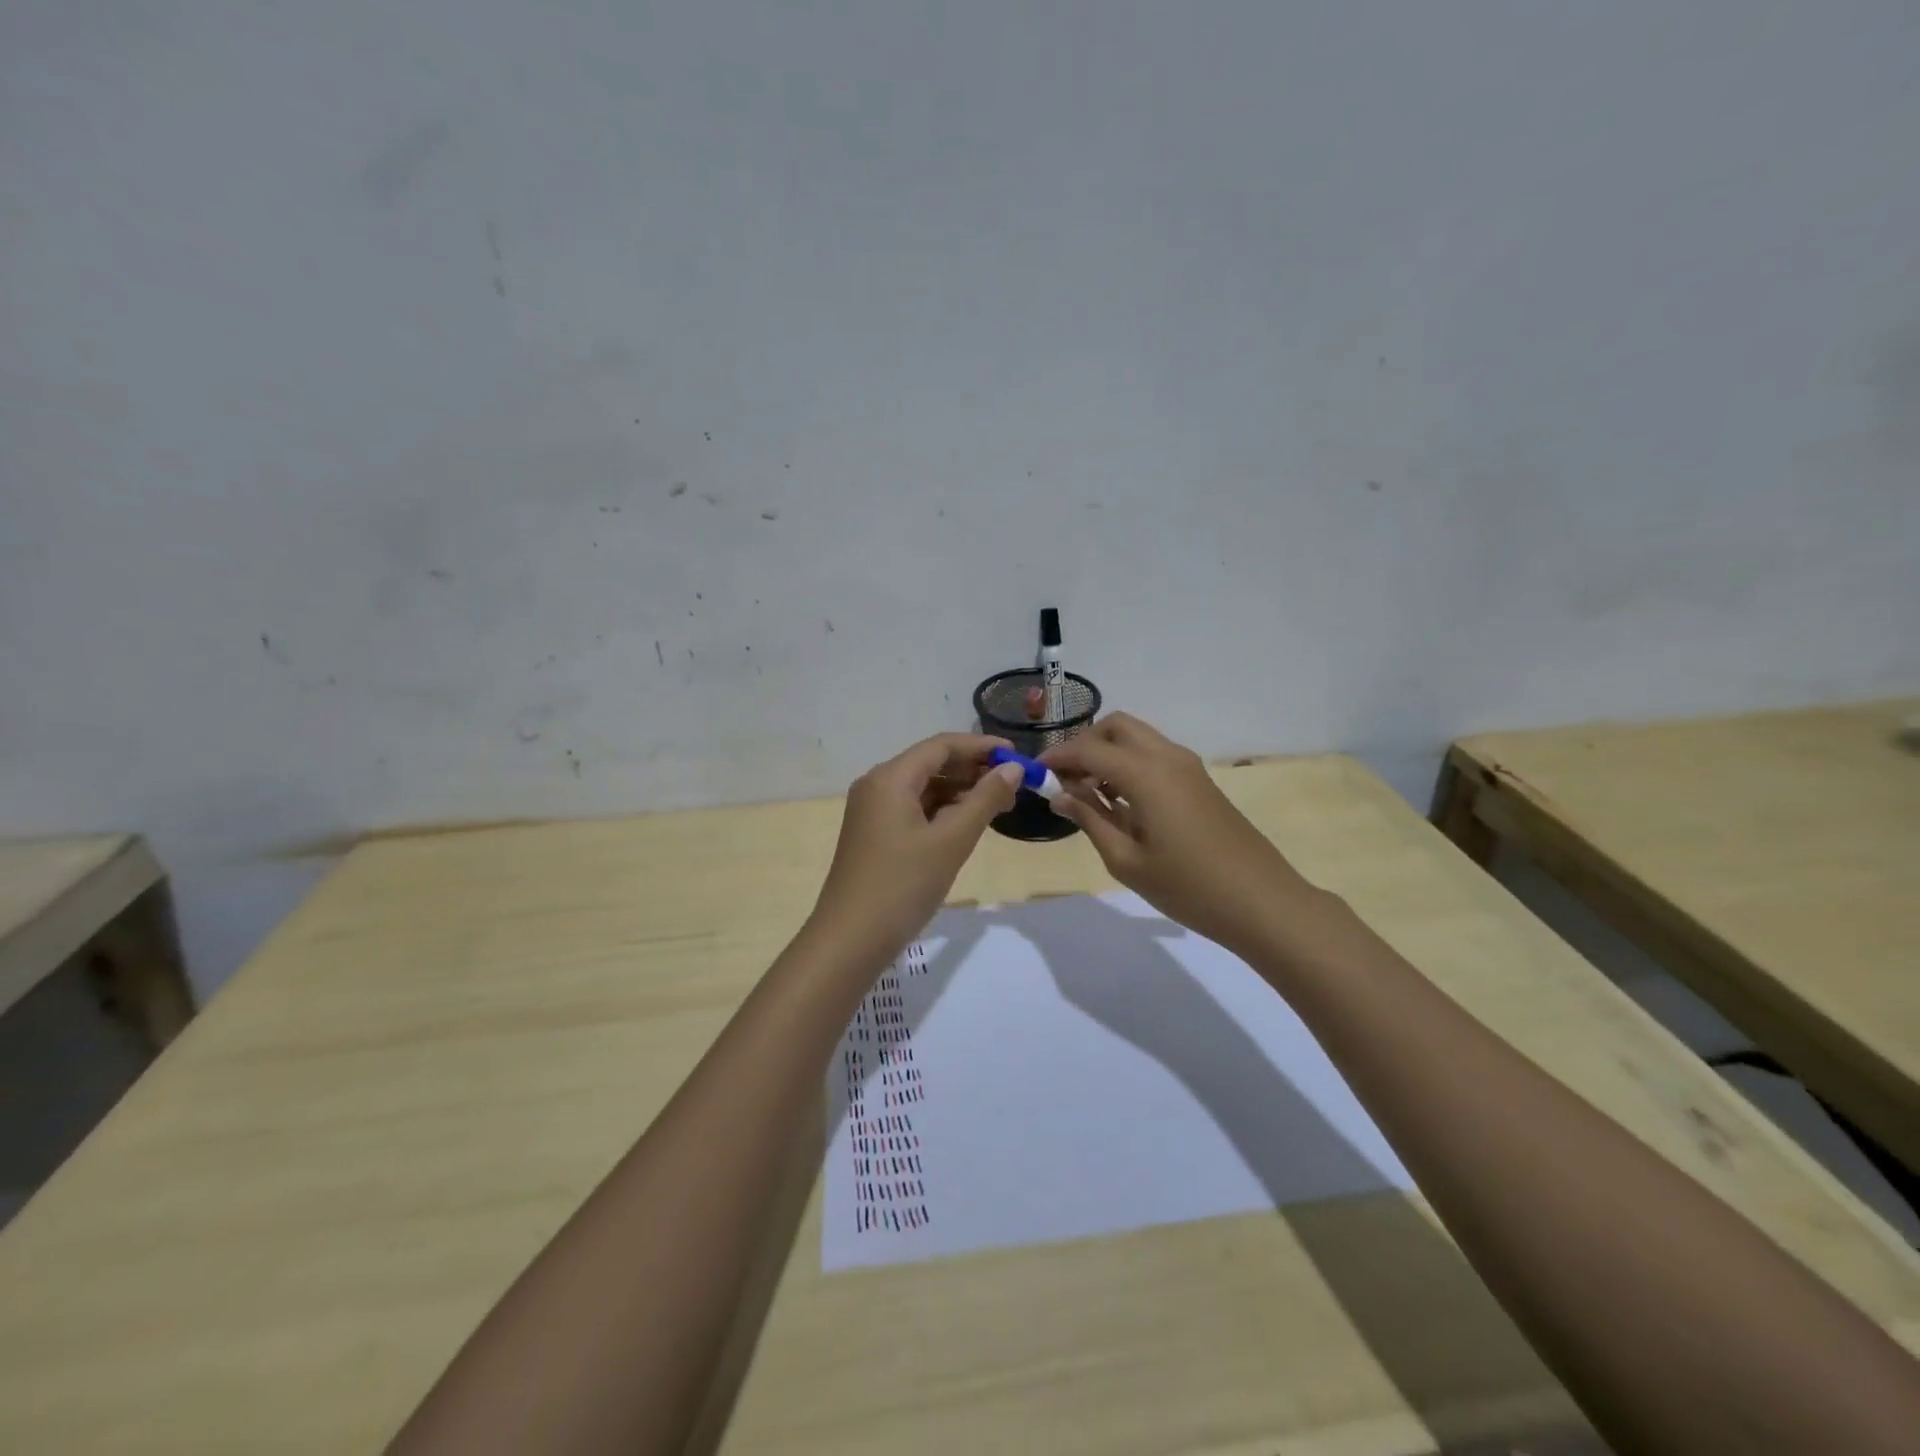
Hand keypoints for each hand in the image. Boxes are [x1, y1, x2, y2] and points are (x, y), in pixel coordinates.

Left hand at [810, 733, 1023, 967]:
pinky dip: (942, 811)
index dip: (981, 747)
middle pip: (931, 763)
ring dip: (960, 791)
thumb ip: (984, 800)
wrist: (850, 941)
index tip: (1017, 756)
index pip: (941, 745)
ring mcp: (872, 811)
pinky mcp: (874, 834)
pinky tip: (967, 823)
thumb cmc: (902, 886)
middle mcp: (877, 785)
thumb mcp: (951, 842)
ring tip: (998, 805)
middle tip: (1013, 785)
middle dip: (972, 770)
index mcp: (890, 778)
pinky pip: (913, 809)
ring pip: (923, 788)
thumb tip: (1012, 770)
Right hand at [1043, 714, 1304, 951]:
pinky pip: (1154, 754)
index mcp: (1146, 774)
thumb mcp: (1126, 860)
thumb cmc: (1188, 887)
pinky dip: (1129, 763)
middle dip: (1085, 744)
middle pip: (1116, 726)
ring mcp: (1188, 766)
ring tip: (1088, 794)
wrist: (1261, 901)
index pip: (1089, 749)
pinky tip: (1120, 801)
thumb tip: (1059, 796)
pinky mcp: (1199, 780)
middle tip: (1065, 780)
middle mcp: (1167, 757)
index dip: (1057, 758)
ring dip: (1108, 753)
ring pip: (1137, 737)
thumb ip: (1090, 820)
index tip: (1034, 774)